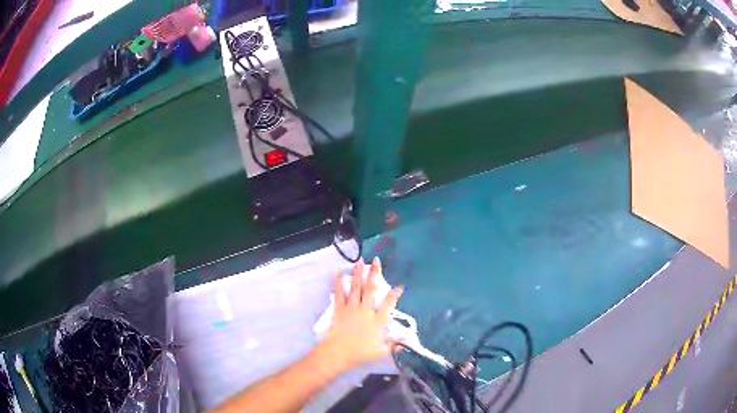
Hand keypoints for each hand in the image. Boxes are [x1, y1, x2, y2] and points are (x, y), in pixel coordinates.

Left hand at [315, 258, 403, 373]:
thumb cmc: (360, 354)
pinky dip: (338, 282)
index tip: (400, 286)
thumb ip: (394, 345)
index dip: (395, 294)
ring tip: (360, 261)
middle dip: (375, 274)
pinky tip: (337, 272)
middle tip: (377, 261)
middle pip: (372, 289)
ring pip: (356, 287)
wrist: (338, 353)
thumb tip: (406, 341)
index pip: (389, 304)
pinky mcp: (339, 309)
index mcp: (377, 320)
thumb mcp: (381, 352)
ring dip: (358, 273)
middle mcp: (366, 310)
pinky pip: (339, 293)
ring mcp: (352, 308)